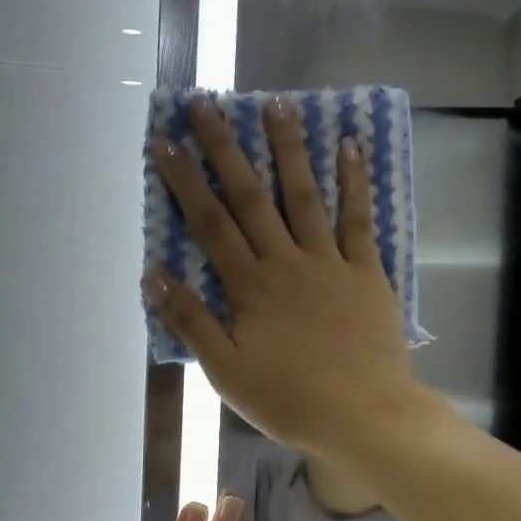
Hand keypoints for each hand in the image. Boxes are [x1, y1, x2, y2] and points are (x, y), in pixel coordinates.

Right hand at [146, 97, 429, 461]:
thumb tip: (153, 275)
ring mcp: (330, 262)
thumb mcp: (228, 372)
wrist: (365, 416)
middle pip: (251, 198)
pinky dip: (355, 182)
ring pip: (304, 196)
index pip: (210, 225)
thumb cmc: (291, 401)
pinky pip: (359, 219)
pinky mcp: (366, 271)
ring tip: (275, 104)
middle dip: (225, 149)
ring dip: (288, 149)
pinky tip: (350, 146)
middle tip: (206, 104)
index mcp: (250, 288)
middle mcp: (287, 262)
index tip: (165, 142)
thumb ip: (192, 322)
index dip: (185, 181)